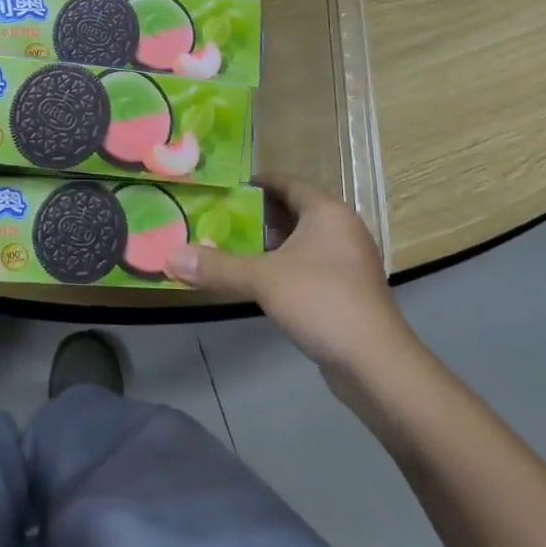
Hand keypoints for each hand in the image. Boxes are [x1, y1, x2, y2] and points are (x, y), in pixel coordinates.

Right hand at [166, 174, 416, 377]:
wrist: (376, 364)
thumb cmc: (321, 301)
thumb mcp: (262, 279)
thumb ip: (216, 267)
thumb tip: (169, 257)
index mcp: (326, 212)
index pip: (287, 183)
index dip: (257, 183)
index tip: (225, 188)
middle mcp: (342, 229)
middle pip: (294, 210)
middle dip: (258, 214)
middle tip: (220, 218)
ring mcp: (350, 262)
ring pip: (303, 241)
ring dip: (272, 243)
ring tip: (233, 247)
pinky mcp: (350, 291)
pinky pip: (312, 265)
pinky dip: (286, 266)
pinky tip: (261, 281)